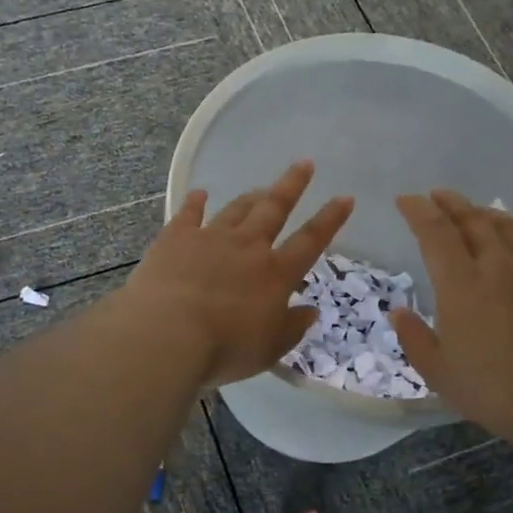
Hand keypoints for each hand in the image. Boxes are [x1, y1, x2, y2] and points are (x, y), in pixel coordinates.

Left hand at [125, 161, 353, 386]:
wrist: (168, 333)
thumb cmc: (225, 347)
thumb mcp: (269, 348)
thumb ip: (292, 327)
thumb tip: (311, 310)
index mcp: (275, 273)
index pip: (311, 240)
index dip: (330, 219)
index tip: (345, 197)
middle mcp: (247, 246)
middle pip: (274, 208)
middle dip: (292, 185)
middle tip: (304, 164)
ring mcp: (210, 237)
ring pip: (237, 209)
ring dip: (250, 197)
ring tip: (260, 187)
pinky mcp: (176, 238)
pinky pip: (189, 214)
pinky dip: (196, 202)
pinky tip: (200, 193)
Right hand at [391, 190, 512, 453]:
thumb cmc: (495, 390)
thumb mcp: (440, 373)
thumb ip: (415, 338)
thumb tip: (398, 311)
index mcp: (461, 284)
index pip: (436, 232)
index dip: (418, 211)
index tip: (405, 200)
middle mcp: (496, 267)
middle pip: (472, 220)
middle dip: (450, 203)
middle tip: (436, 195)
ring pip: (506, 226)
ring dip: (484, 212)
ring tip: (474, 210)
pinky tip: (512, 238)